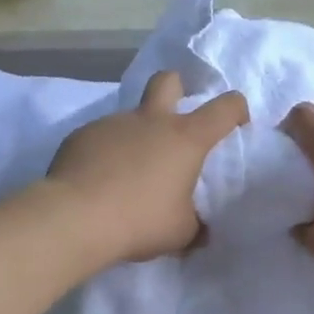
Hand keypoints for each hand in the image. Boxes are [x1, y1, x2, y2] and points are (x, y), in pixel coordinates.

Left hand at [45, 70, 249, 264]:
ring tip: (127, 173)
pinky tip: (98, 181)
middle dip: (177, 89)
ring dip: (136, 137)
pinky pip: (101, 138)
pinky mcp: (80, 135)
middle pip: (168, 80)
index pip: (224, 107)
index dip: (236, 109)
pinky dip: (106, 154)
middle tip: (175, 119)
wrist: (76, 218)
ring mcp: (112, 124)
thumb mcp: (181, 233)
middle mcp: (150, 120)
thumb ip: (195, 225)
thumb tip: (200, 230)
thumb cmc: (140, 220)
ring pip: (130, 117)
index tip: (237, 124)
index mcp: (185, 138)